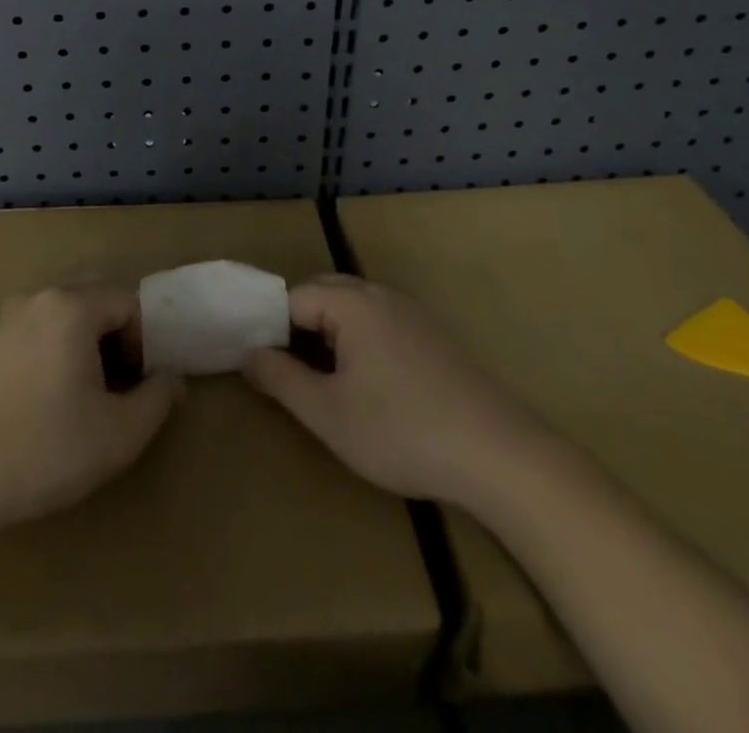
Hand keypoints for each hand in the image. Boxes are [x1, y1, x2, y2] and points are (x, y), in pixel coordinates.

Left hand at [0, 285, 181, 560]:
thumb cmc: (44, 450)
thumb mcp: (118, 434)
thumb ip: (157, 399)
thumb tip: (171, 379)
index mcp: (71, 306)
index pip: (129, 303)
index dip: (147, 341)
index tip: (143, 386)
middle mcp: (38, 298)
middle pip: (96, 300)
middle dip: (119, 338)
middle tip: (122, 386)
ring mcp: (7, 319)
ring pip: (66, 317)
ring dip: (89, 346)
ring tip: (90, 397)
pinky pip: (39, 332)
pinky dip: (58, 352)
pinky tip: (53, 400)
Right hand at [243, 274, 555, 508]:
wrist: (499, 455)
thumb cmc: (403, 432)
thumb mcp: (328, 414)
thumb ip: (280, 379)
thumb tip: (248, 354)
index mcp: (351, 303)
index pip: (291, 297)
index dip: (267, 326)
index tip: (254, 361)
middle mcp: (380, 294)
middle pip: (322, 293)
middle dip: (295, 325)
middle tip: (281, 369)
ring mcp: (411, 312)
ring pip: (352, 307)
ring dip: (327, 332)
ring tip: (317, 377)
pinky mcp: (433, 334)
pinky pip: (379, 321)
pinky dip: (357, 339)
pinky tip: (365, 382)